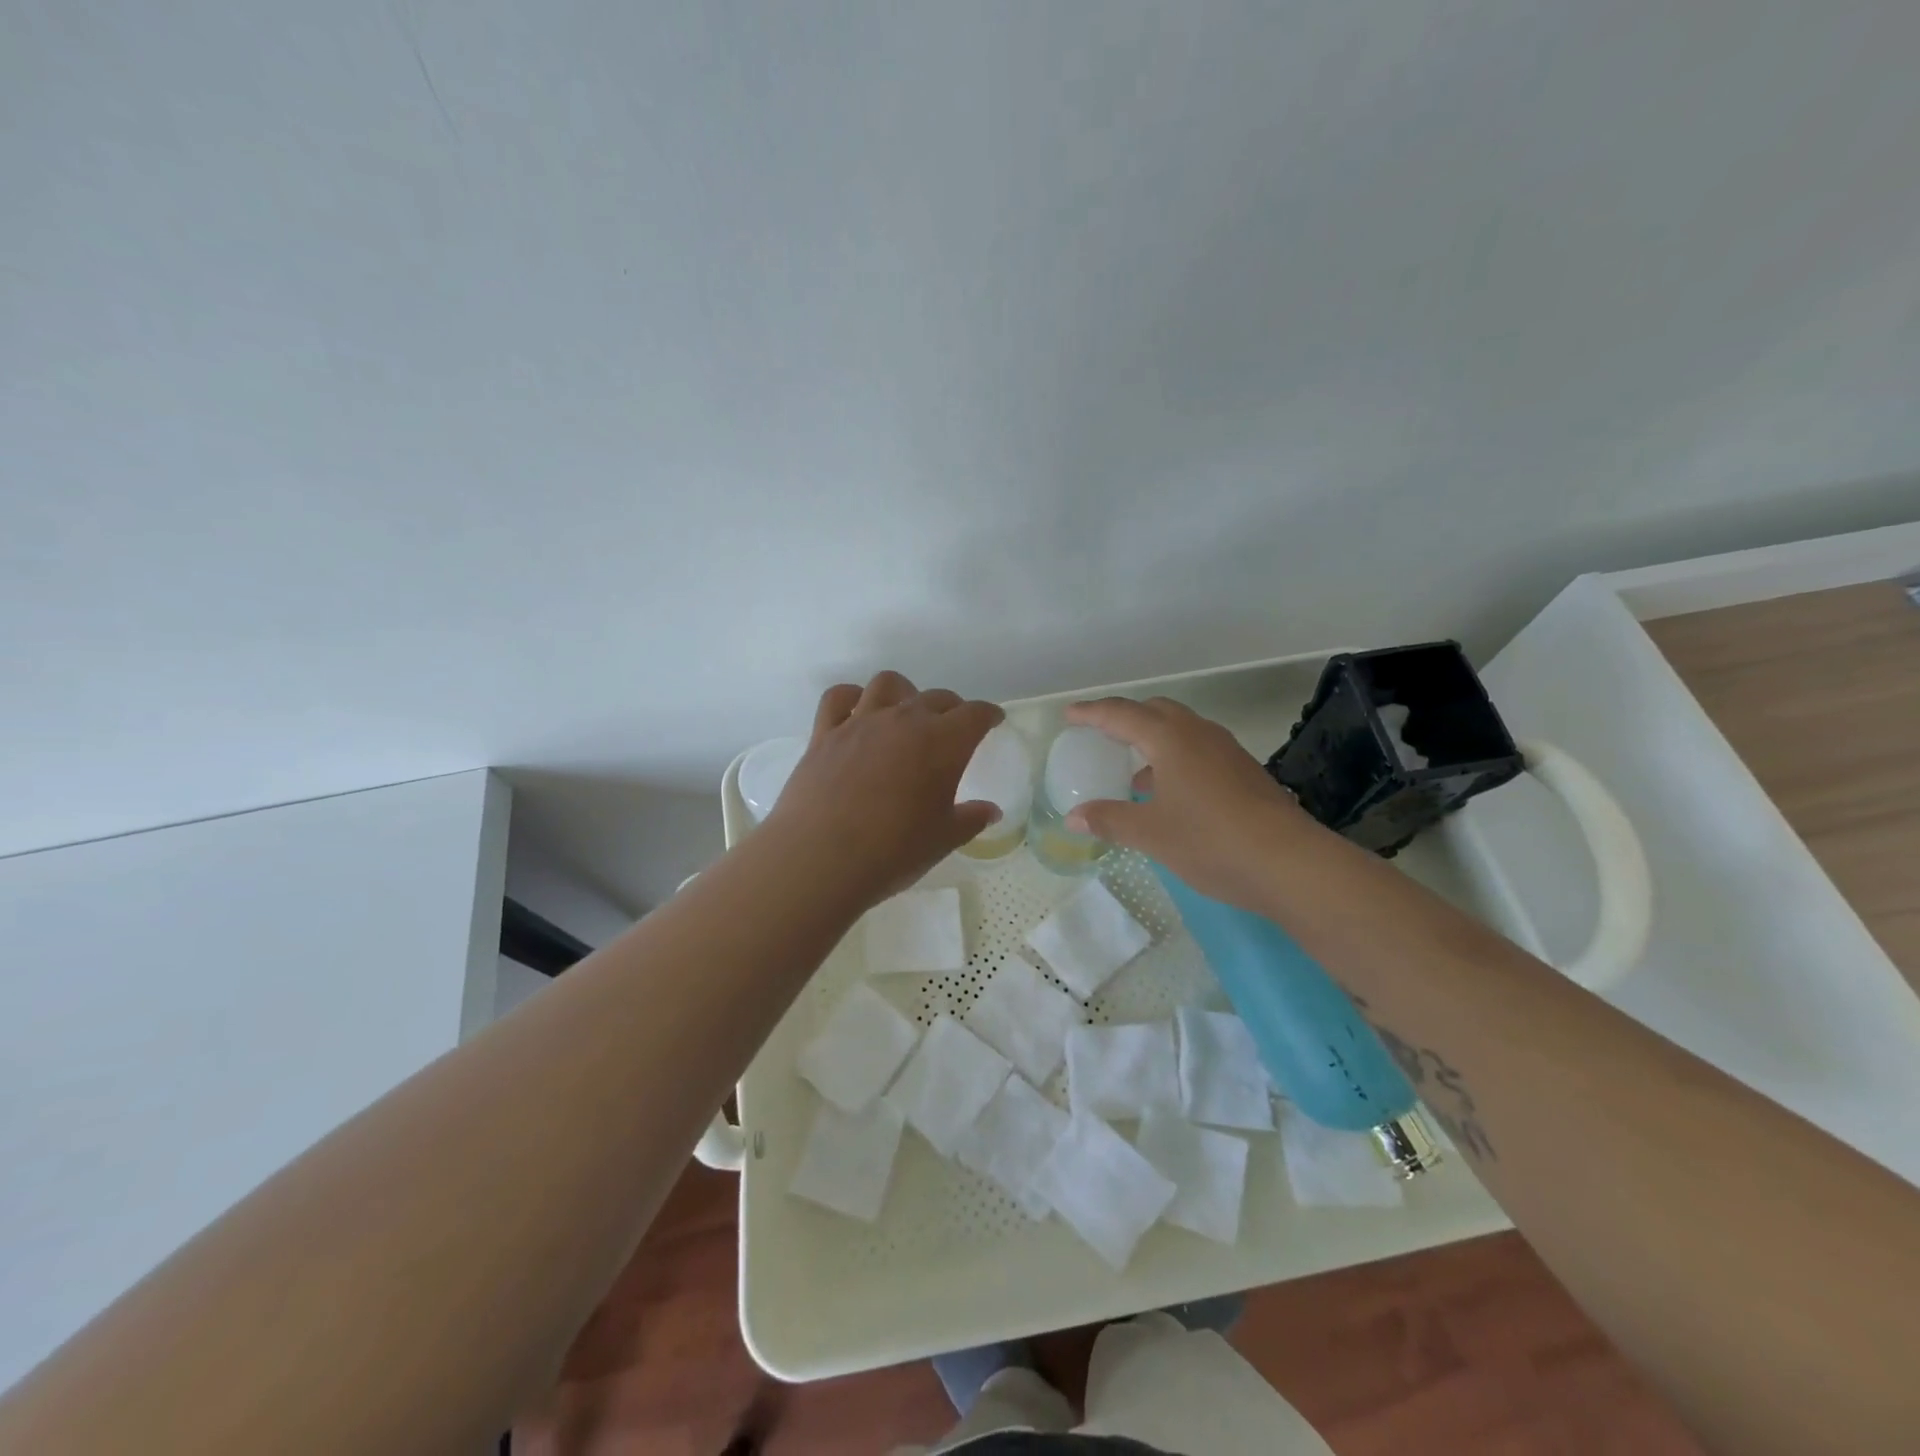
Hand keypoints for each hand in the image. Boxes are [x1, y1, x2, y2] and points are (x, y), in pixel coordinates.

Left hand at [768, 672, 1004, 904]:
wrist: (821, 858)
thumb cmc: (893, 852)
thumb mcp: (942, 840)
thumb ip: (970, 819)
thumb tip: (990, 810)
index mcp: (942, 743)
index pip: (974, 714)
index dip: (987, 715)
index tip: (992, 720)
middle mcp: (903, 721)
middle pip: (935, 698)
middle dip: (951, 708)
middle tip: (953, 728)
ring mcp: (860, 723)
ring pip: (887, 685)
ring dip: (904, 693)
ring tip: (905, 713)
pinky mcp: (824, 734)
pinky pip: (838, 698)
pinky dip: (851, 698)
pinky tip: (856, 712)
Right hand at [1063, 696, 1319, 911]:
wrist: (1290, 863)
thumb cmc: (1210, 841)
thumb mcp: (1150, 834)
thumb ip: (1109, 819)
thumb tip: (1074, 817)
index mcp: (1170, 739)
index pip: (1121, 714)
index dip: (1092, 713)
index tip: (1069, 715)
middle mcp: (1199, 734)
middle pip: (1155, 711)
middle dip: (1125, 718)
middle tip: (1101, 734)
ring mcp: (1227, 751)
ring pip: (1181, 730)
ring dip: (1152, 740)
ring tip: (1132, 770)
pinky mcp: (1244, 771)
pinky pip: (1198, 750)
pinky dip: (1174, 758)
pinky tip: (1170, 794)